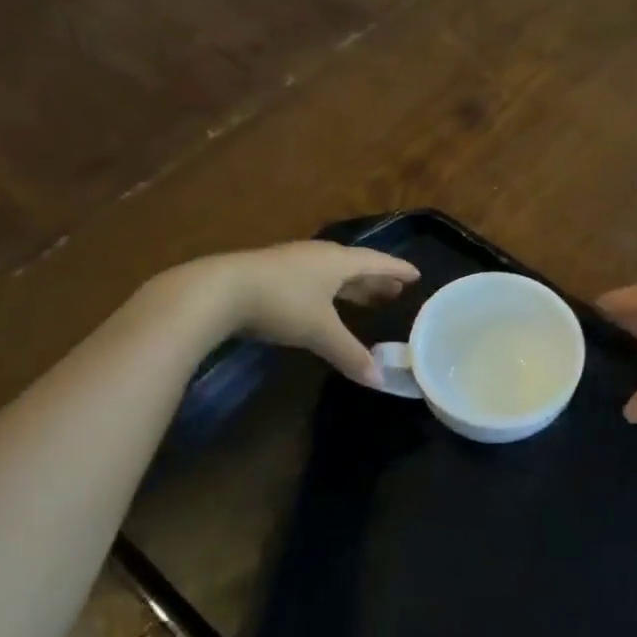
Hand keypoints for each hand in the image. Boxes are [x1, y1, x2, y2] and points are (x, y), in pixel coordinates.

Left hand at [170, 241, 418, 386]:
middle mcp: (320, 256)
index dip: (397, 270)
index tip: (416, 274)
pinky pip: (314, 279)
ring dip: (352, 285)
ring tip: (367, 298)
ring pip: (332, 272)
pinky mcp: (273, 273)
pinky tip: (324, 303)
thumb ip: (350, 353)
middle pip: (356, 266)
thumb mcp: (319, 331)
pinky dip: (329, 291)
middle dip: (376, 279)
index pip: (377, 262)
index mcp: (338, 261)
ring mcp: (294, 262)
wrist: (220, 291)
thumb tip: (380, 380)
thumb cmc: (281, 303)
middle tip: (395, 291)